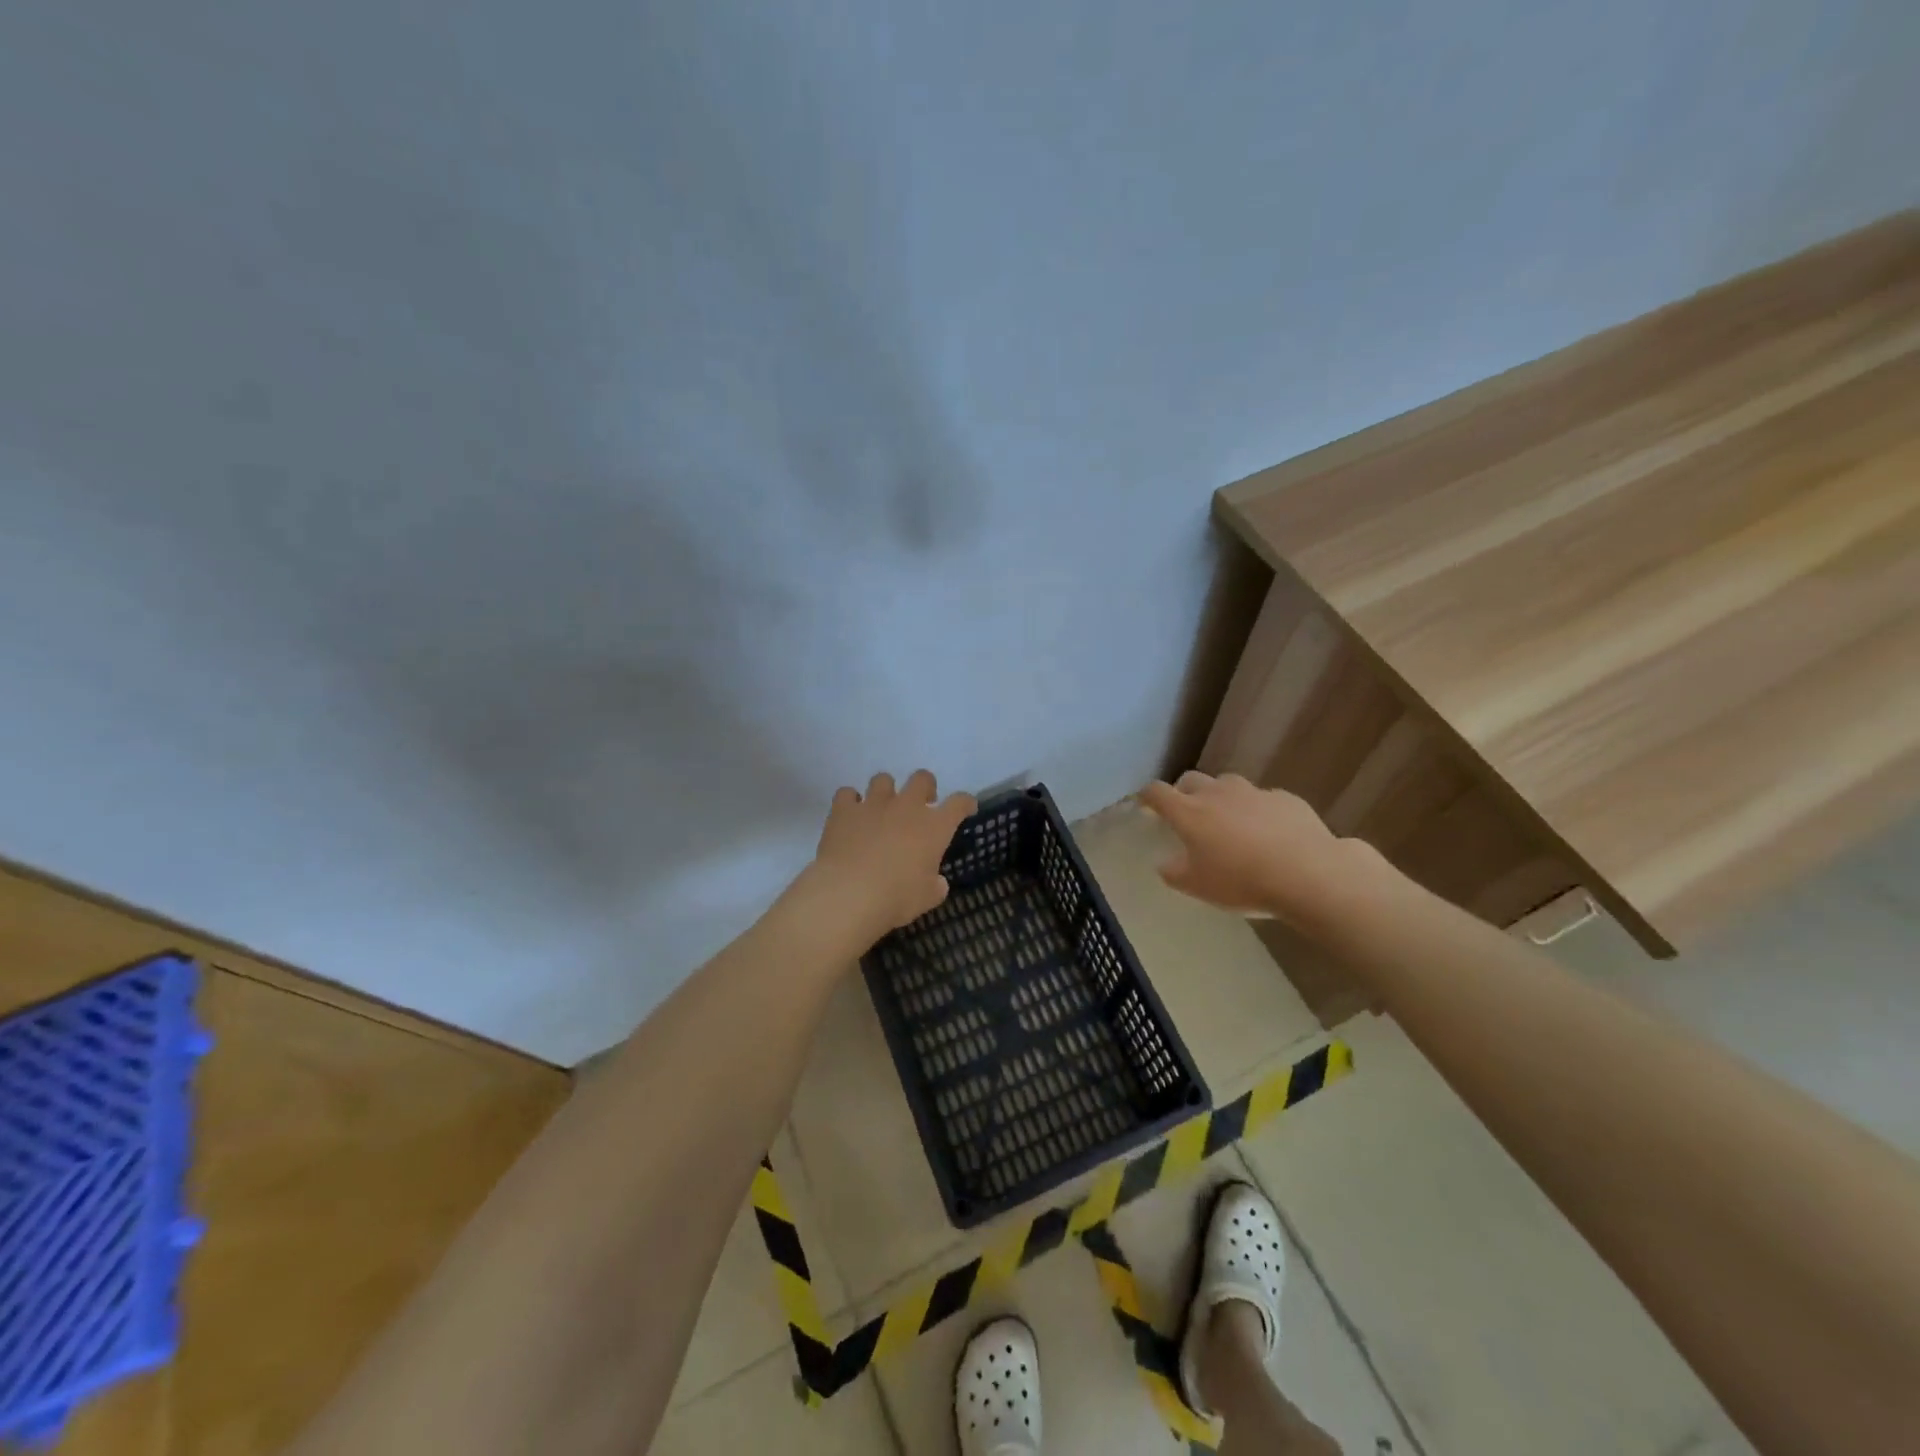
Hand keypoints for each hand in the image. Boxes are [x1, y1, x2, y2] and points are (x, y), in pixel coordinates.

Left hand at [804, 770, 976, 947]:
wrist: (849, 894)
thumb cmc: (897, 898)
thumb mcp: (927, 898)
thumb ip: (935, 885)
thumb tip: (937, 881)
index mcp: (934, 826)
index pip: (959, 803)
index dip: (965, 803)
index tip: (966, 808)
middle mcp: (906, 807)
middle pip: (922, 778)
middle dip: (925, 787)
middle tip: (921, 804)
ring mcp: (873, 804)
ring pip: (883, 779)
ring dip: (885, 791)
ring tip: (882, 808)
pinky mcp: (844, 810)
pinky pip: (847, 794)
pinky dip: (850, 802)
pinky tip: (850, 815)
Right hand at [1139, 771, 1384, 925]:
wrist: (1308, 873)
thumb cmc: (1242, 881)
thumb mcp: (1198, 887)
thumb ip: (1174, 872)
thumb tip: (1165, 863)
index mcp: (1189, 812)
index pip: (1157, 792)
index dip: (1147, 796)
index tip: (1145, 805)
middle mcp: (1217, 793)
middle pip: (1191, 780)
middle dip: (1184, 792)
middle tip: (1188, 814)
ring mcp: (1253, 792)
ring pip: (1228, 785)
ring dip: (1221, 797)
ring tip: (1230, 822)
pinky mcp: (1285, 798)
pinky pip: (1263, 799)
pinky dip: (1258, 810)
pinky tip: (1269, 833)